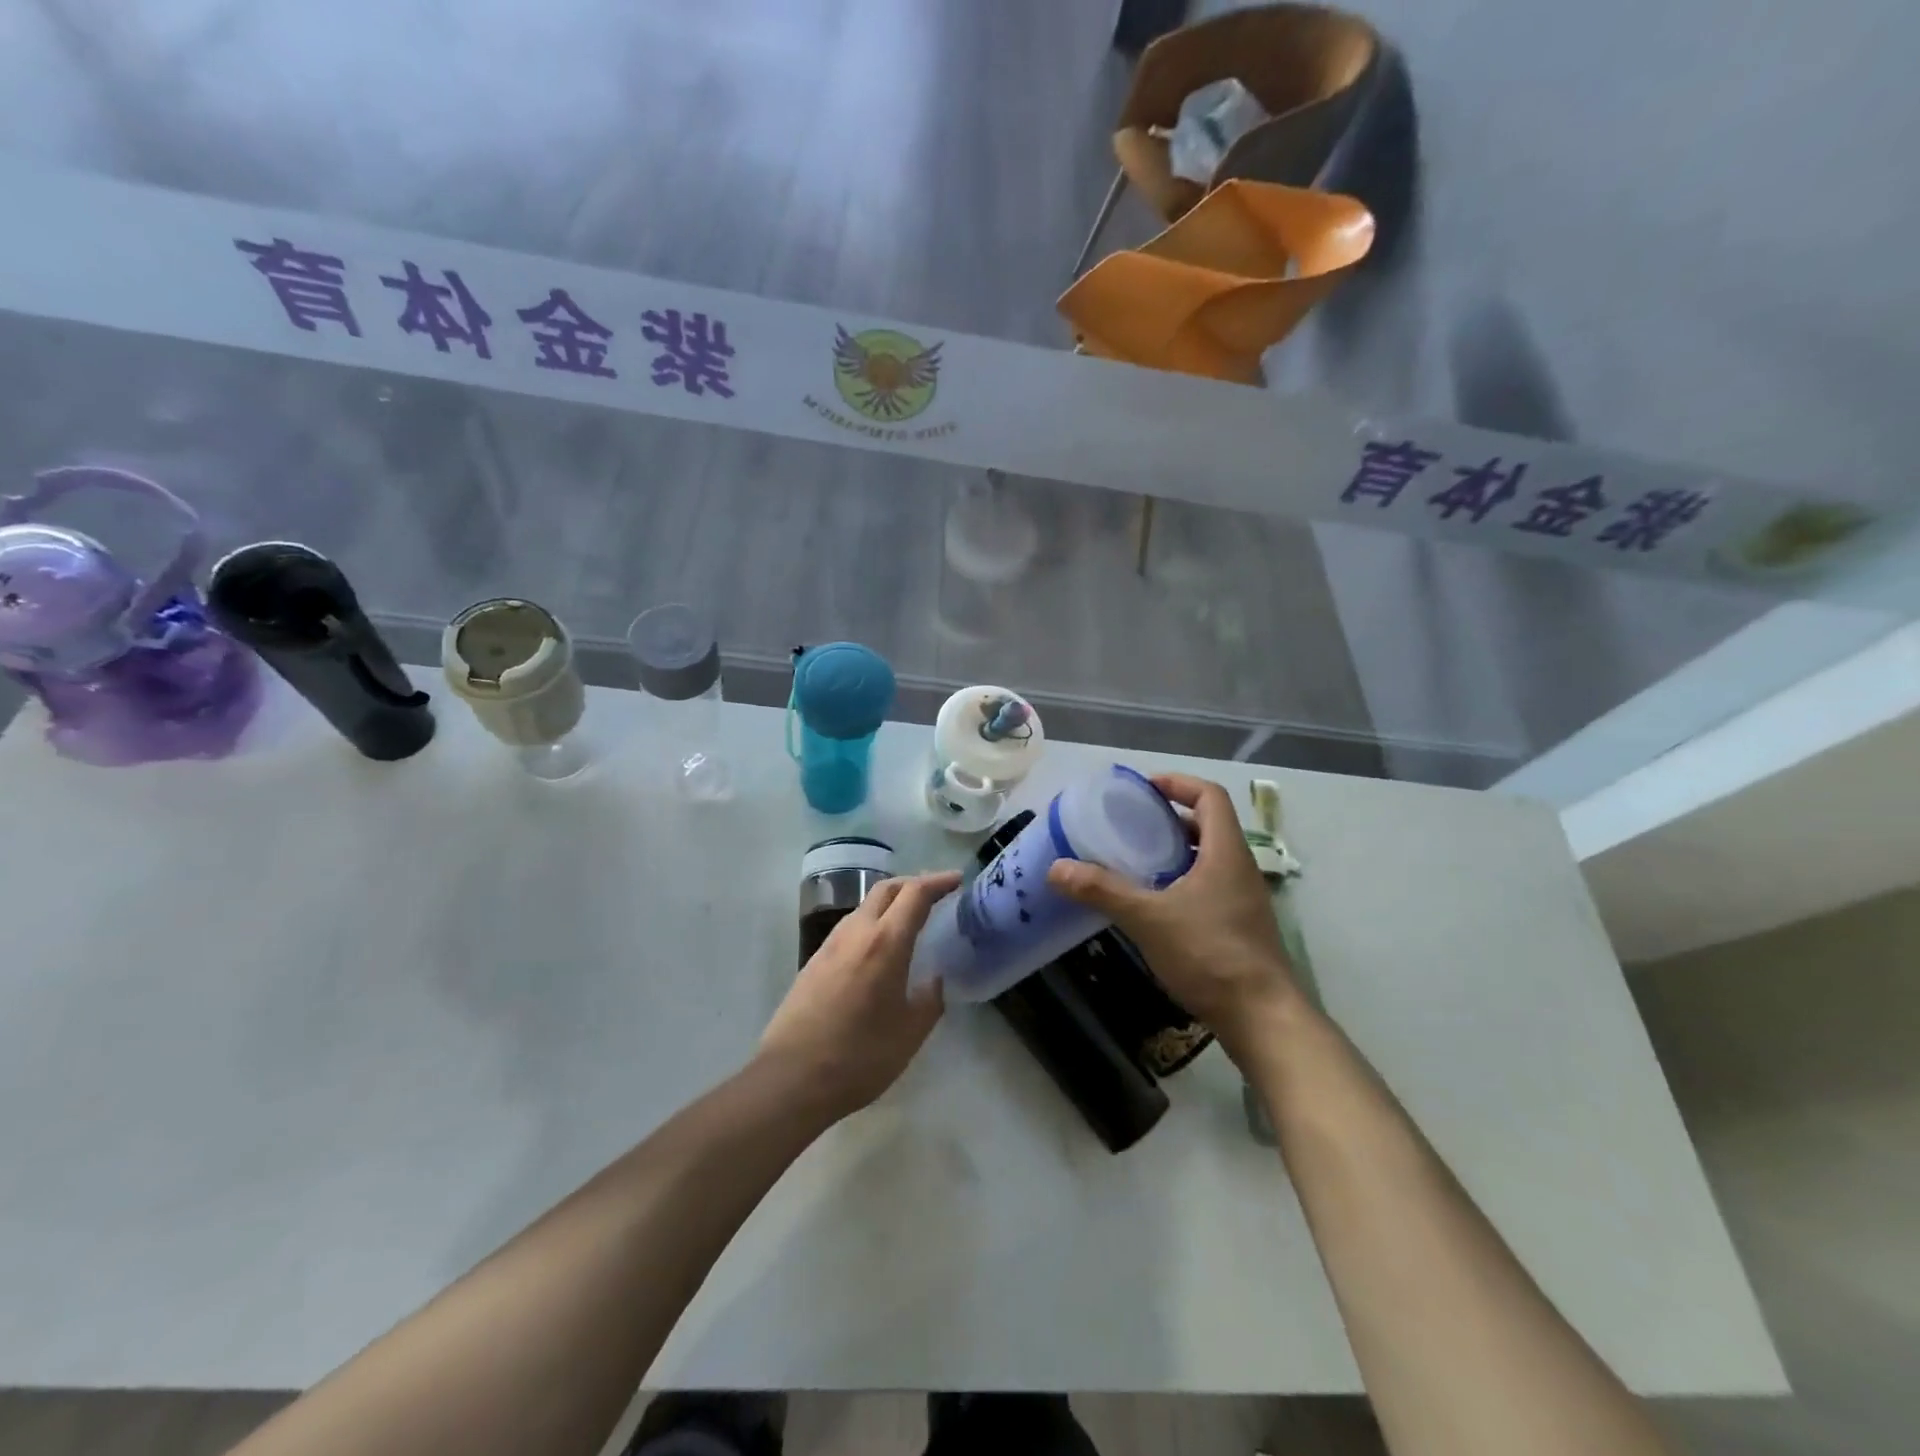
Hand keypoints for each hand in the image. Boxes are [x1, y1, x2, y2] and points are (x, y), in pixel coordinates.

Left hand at [758, 871, 960, 1120]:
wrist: (791, 1078)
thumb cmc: (860, 1056)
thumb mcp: (910, 1033)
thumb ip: (929, 999)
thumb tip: (934, 980)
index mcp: (886, 942)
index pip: (915, 894)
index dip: (938, 882)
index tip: (957, 880)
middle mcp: (856, 932)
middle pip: (886, 889)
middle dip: (913, 884)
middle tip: (936, 895)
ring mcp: (830, 945)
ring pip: (864, 907)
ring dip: (889, 903)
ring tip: (909, 920)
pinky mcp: (813, 962)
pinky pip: (850, 928)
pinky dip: (871, 923)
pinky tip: (878, 948)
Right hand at [1048, 773, 1299, 1057]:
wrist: (1262, 1018)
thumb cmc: (1210, 955)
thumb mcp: (1148, 918)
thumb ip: (1103, 890)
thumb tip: (1056, 869)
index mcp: (1226, 853)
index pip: (1210, 796)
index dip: (1179, 783)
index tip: (1145, 788)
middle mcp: (1240, 869)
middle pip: (1210, 825)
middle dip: (1172, 819)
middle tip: (1133, 826)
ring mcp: (1245, 900)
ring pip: (1210, 859)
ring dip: (1177, 852)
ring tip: (1138, 862)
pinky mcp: (1242, 928)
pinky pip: (1211, 887)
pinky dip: (1184, 882)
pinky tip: (1156, 906)